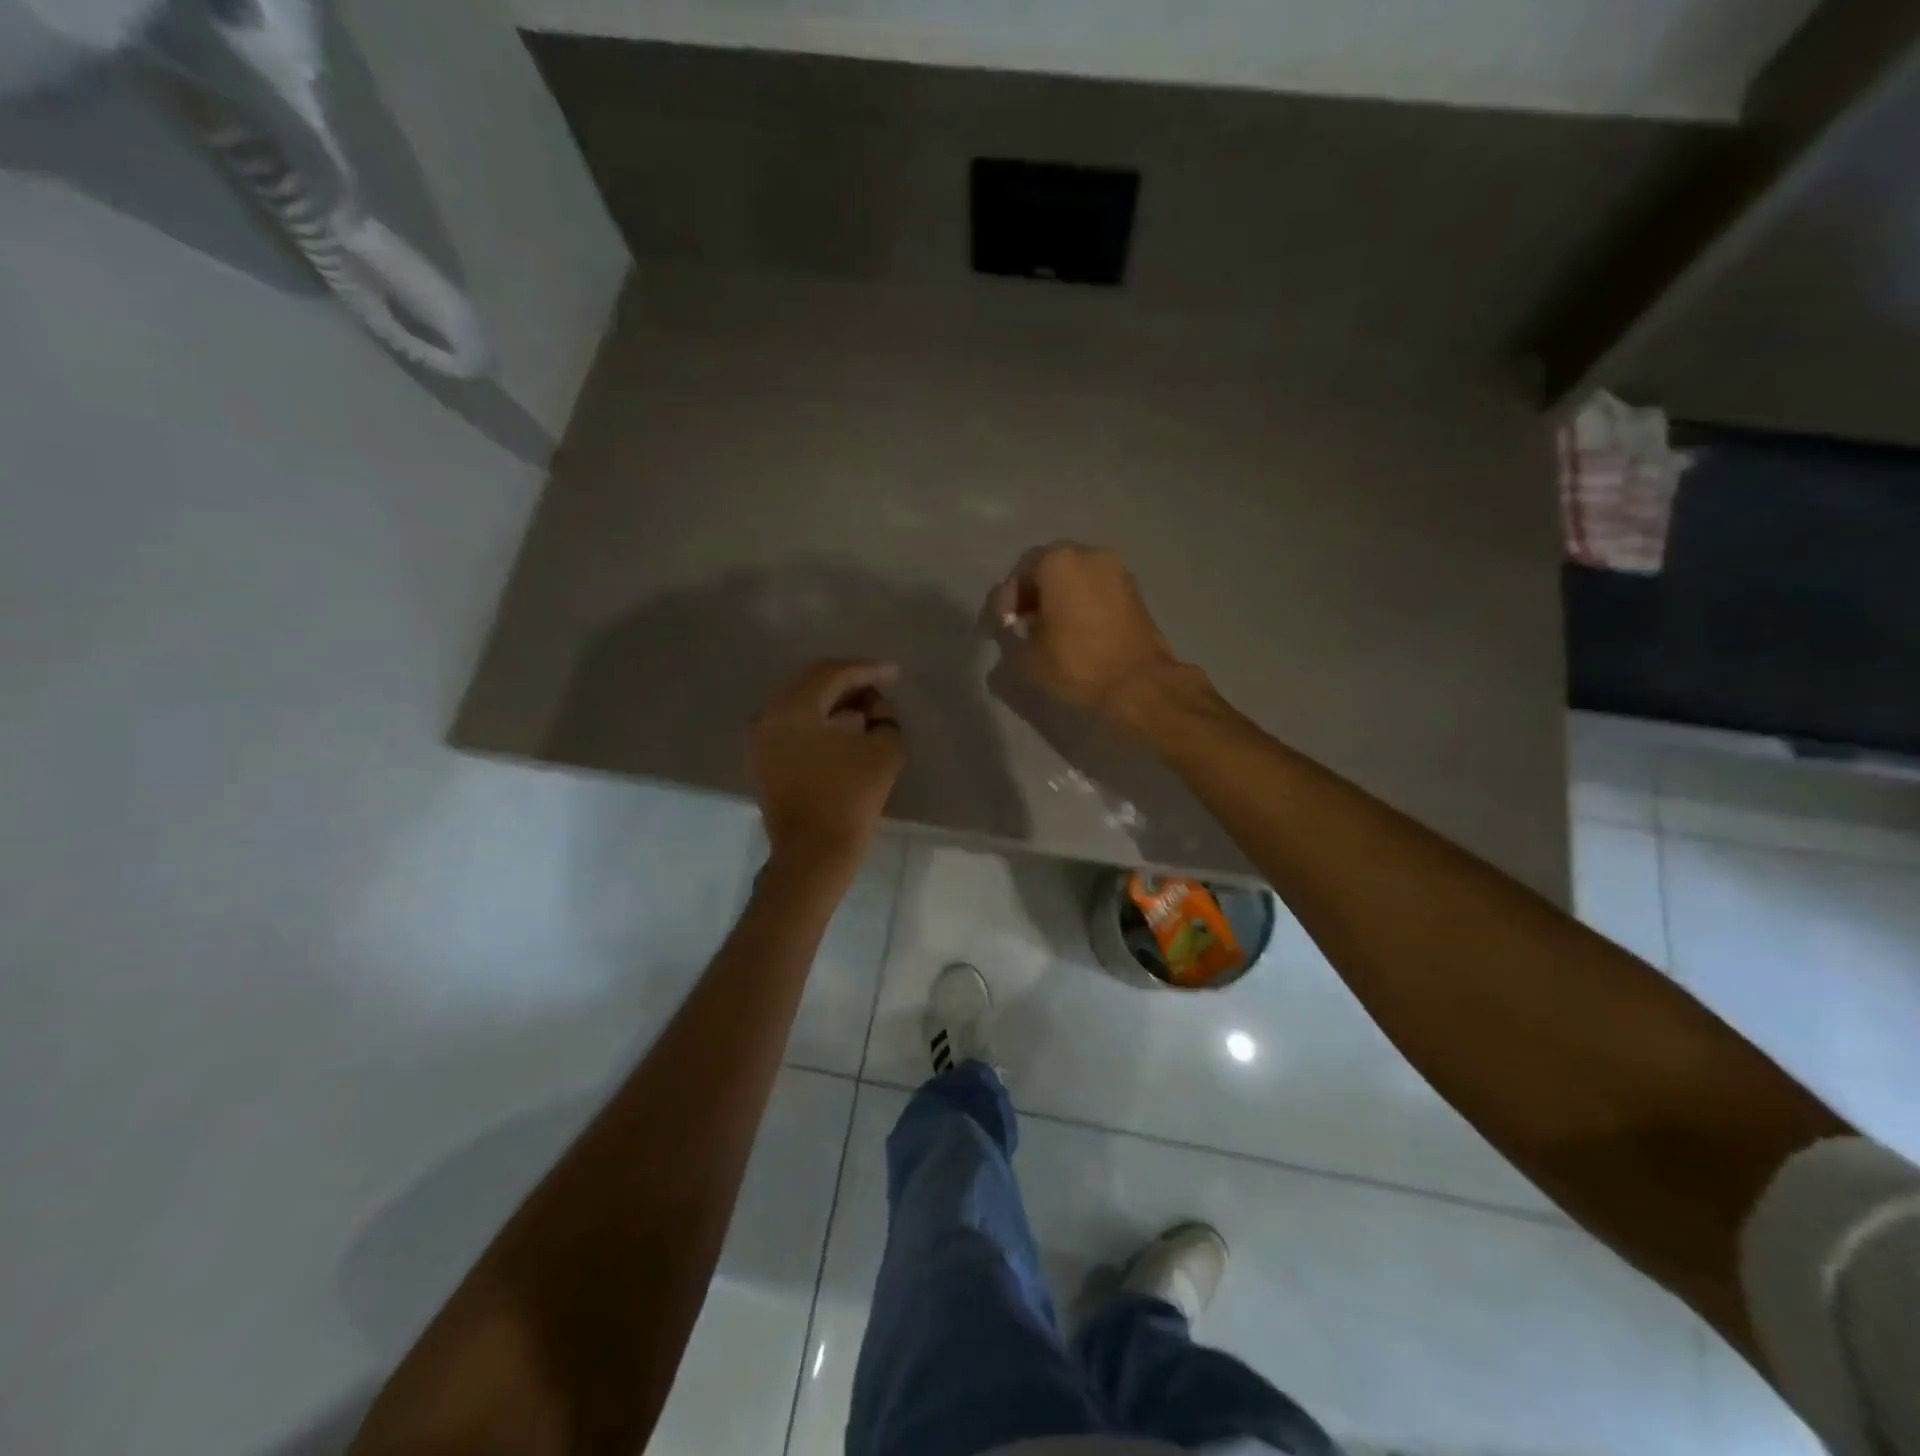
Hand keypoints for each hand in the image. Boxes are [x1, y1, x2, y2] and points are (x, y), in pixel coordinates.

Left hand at [751, 660, 905, 868]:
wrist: (813, 853)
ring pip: (802, 704)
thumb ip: (885, 718)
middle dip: (849, 682)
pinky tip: (845, 729)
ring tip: (867, 709)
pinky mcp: (765, 760)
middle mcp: (769, 715)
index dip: (868, 670)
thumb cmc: (849, 799)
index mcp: (793, 707)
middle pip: (813, 683)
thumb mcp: (884, 751)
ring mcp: (761, 739)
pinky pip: (794, 725)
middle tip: (880, 686)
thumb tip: (873, 709)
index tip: (895, 673)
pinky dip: (820, 720)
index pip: (833, 673)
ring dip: (835, 702)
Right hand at [993, 543, 1194, 726]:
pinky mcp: (1136, 591)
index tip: (1005, 624)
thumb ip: (1011, 632)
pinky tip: (1077, 630)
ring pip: (1078, 575)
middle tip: (1024, 622)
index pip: (1022, 569)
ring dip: (1061, 595)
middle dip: (1035, 592)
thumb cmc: (1077, 665)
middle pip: (1051, 565)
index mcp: (1059, 562)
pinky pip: (1098, 588)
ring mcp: (1118, 571)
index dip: (1008, 597)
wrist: (1139, 685)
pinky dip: (1084, 601)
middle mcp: (1090, 555)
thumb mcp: (1027, 656)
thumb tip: (1013, 624)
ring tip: (1051, 628)